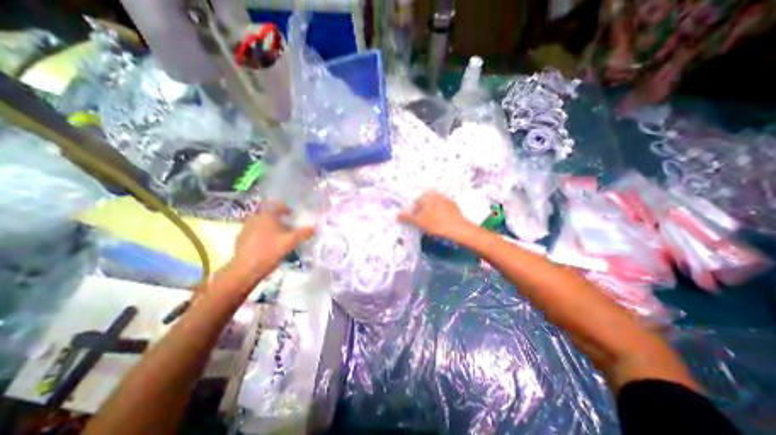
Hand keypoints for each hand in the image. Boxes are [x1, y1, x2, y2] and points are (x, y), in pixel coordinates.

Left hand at [233, 201, 314, 270]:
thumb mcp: (291, 242)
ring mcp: (246, 228)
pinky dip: (263, 235)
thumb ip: (304, 233)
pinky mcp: (241, 239)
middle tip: (289, 229)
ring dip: (271, 228)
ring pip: (262, 224)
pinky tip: (268, 246)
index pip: (278, 206)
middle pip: (270, 215)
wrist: (245, 269)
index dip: (286, 208)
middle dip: (280, 221)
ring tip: (279, 238)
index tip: (292, 214)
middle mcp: (255, 218)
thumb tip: (315, 228)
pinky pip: (255, 232)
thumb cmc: (270, 251)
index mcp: (267, 215)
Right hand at [399, 188, 472, 239]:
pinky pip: (442, 211)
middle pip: (425, 205)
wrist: (460, 229)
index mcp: (428, 195)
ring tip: (431, 227)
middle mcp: (437, 194)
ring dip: (430, 215)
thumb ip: (407, 218)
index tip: (415, 223)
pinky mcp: (454, 207)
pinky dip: (439, 217)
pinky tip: (441, 225)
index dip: (413, 214)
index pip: (416, 203)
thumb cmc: (436, 223)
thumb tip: (396, 215)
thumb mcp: (419, 222)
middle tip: (422, 225)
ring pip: (434, 208)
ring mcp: (447, 200)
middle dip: (422, 214)